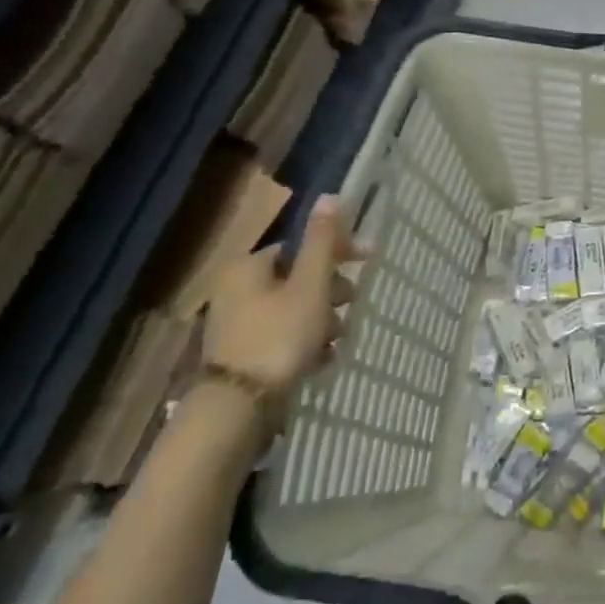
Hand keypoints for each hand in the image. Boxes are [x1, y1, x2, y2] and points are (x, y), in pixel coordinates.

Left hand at [201, 195, 365, 404]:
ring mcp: (237, 324)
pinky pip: (284, 336)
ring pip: (295, 309)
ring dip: (323, 320)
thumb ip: (322, 242)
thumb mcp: (310, 285)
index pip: (301, 245)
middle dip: (331, 292)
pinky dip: (305, 343)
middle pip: (299, 278)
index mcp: (248, 267)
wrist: (238, 408)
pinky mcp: (243, 354)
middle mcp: (236, 289)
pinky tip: (321, 359)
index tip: (368, 260)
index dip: (337, 251)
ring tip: (335, 341)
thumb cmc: (280, 336)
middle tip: (349, 306)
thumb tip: (330, 196)